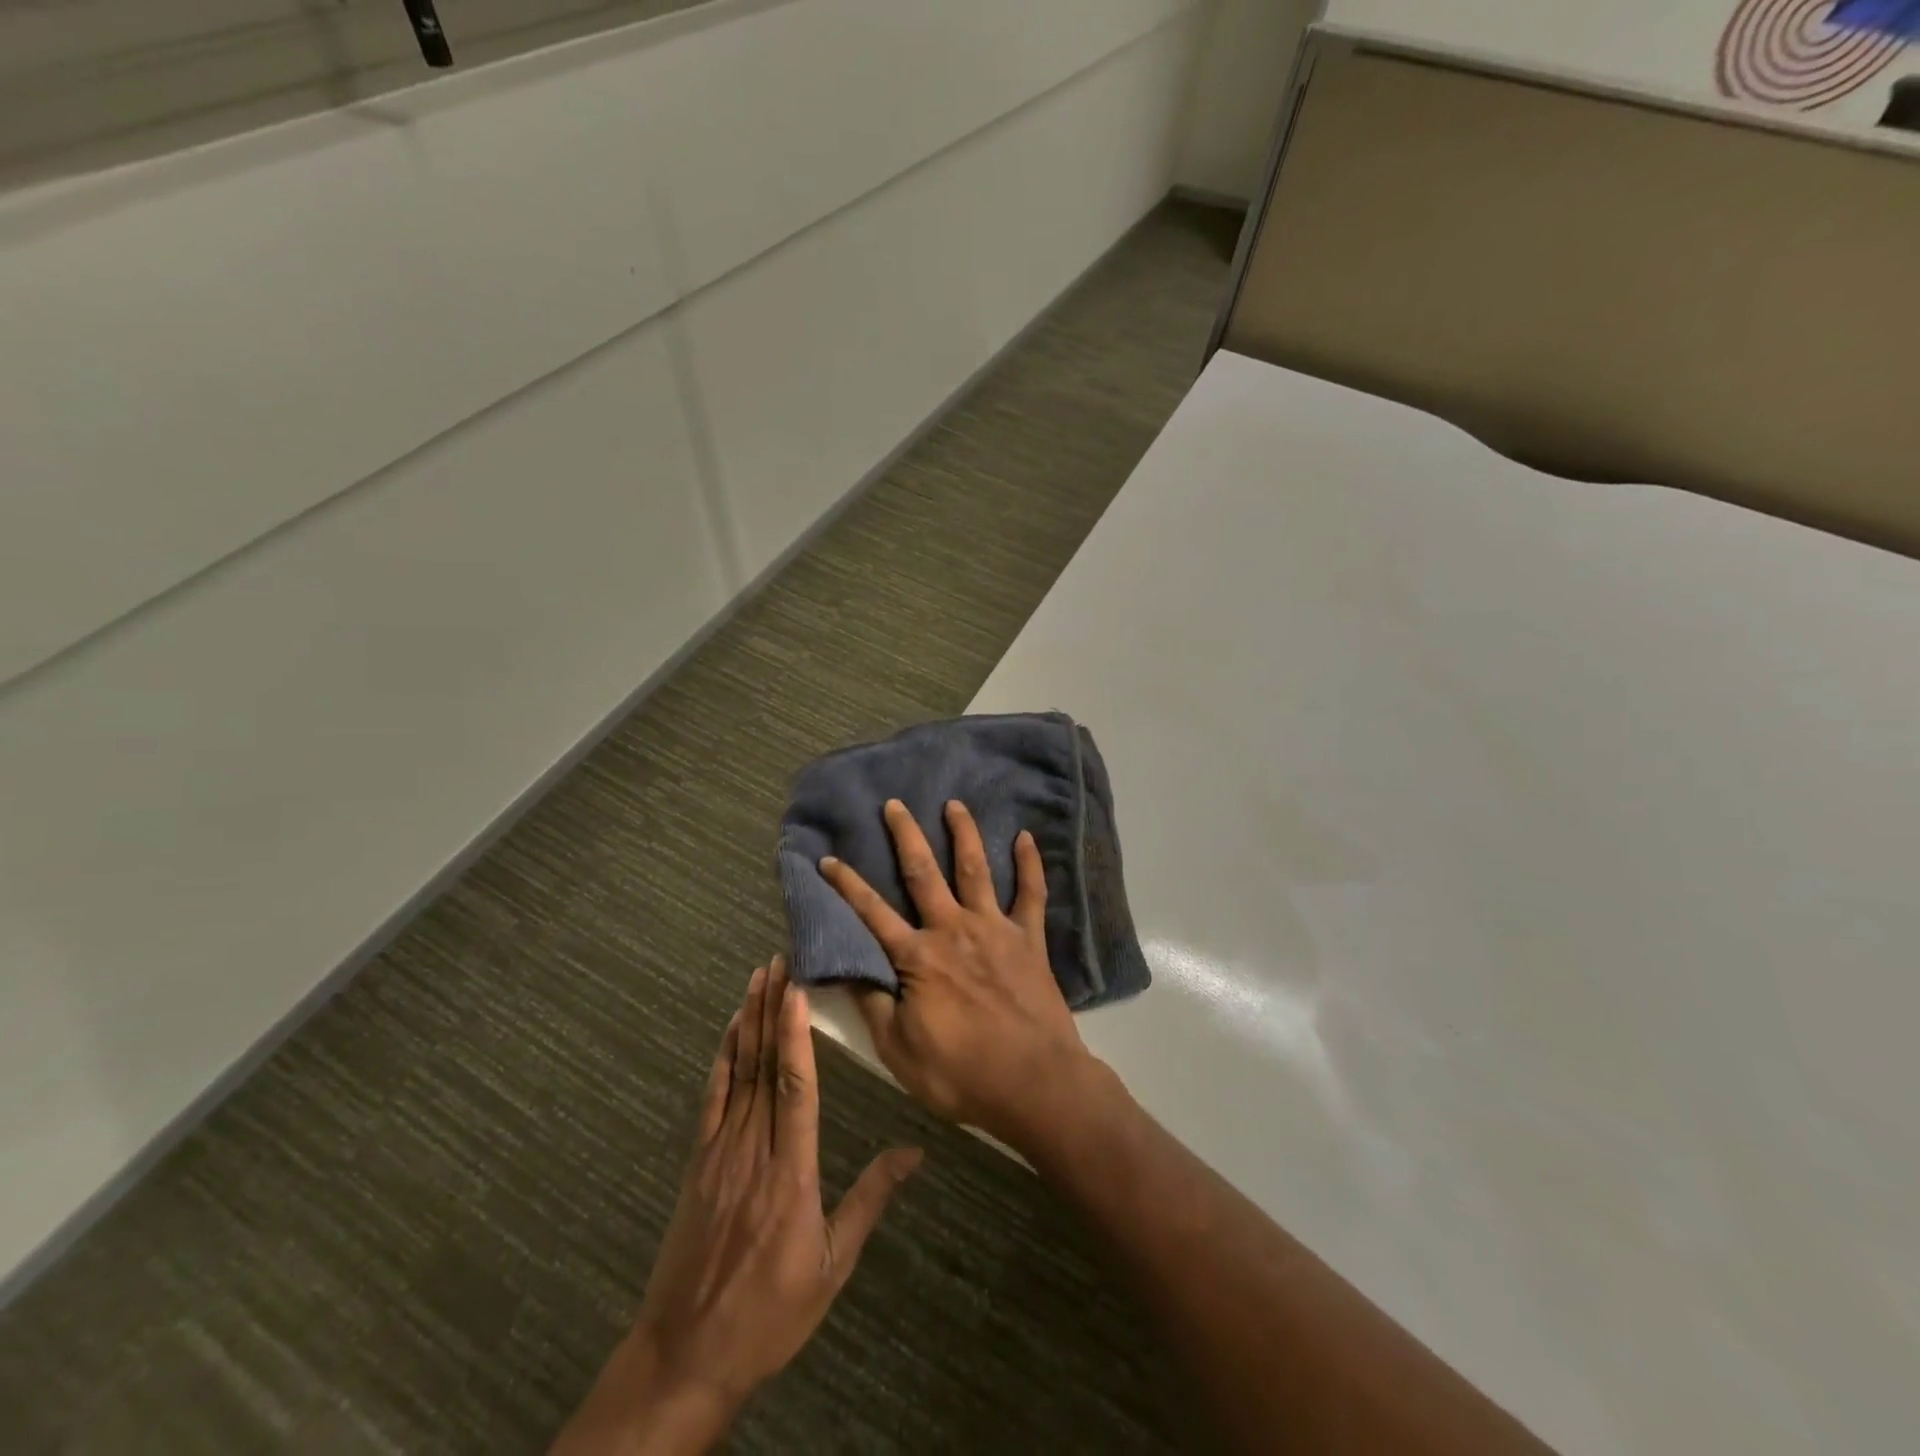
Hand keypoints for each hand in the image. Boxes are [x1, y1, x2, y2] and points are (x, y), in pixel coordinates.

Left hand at [553, 957, 920, 1454]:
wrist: (684, 1356)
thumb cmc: (770, 1314)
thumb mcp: (833, 1266)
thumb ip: (871, 1199)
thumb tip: (915, 1151)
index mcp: (791, 1171)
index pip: (795, 1087)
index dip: (795, 1034)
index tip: (797, 988)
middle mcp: (754, 1149)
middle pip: (764, 1065)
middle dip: (772, 1008)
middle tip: (779, 959)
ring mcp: (720, 1152)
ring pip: (738, 1072)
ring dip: (748, 1020)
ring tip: (758, 976)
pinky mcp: (698, 1161)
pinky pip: (712, 1097)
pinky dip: (722, 1057)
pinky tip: (729, 1029)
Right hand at [819, 799, 1100, 1149]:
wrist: (1036, 1083)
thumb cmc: (961, 1073)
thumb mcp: (899, 1050)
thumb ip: (872, 1003)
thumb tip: (845, 967)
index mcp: (918, 957)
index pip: (872, 913)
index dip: (847, 885)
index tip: (828, 858)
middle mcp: (953, 929)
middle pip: (923, 874)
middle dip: (906, 836)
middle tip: (895, 804)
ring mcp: (994, 929)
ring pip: (976, 869)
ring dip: (964, 834)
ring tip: (954, 804)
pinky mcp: (1030, 938)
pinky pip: (1031, 893)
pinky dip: (1030, 864)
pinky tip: (1025, 837)